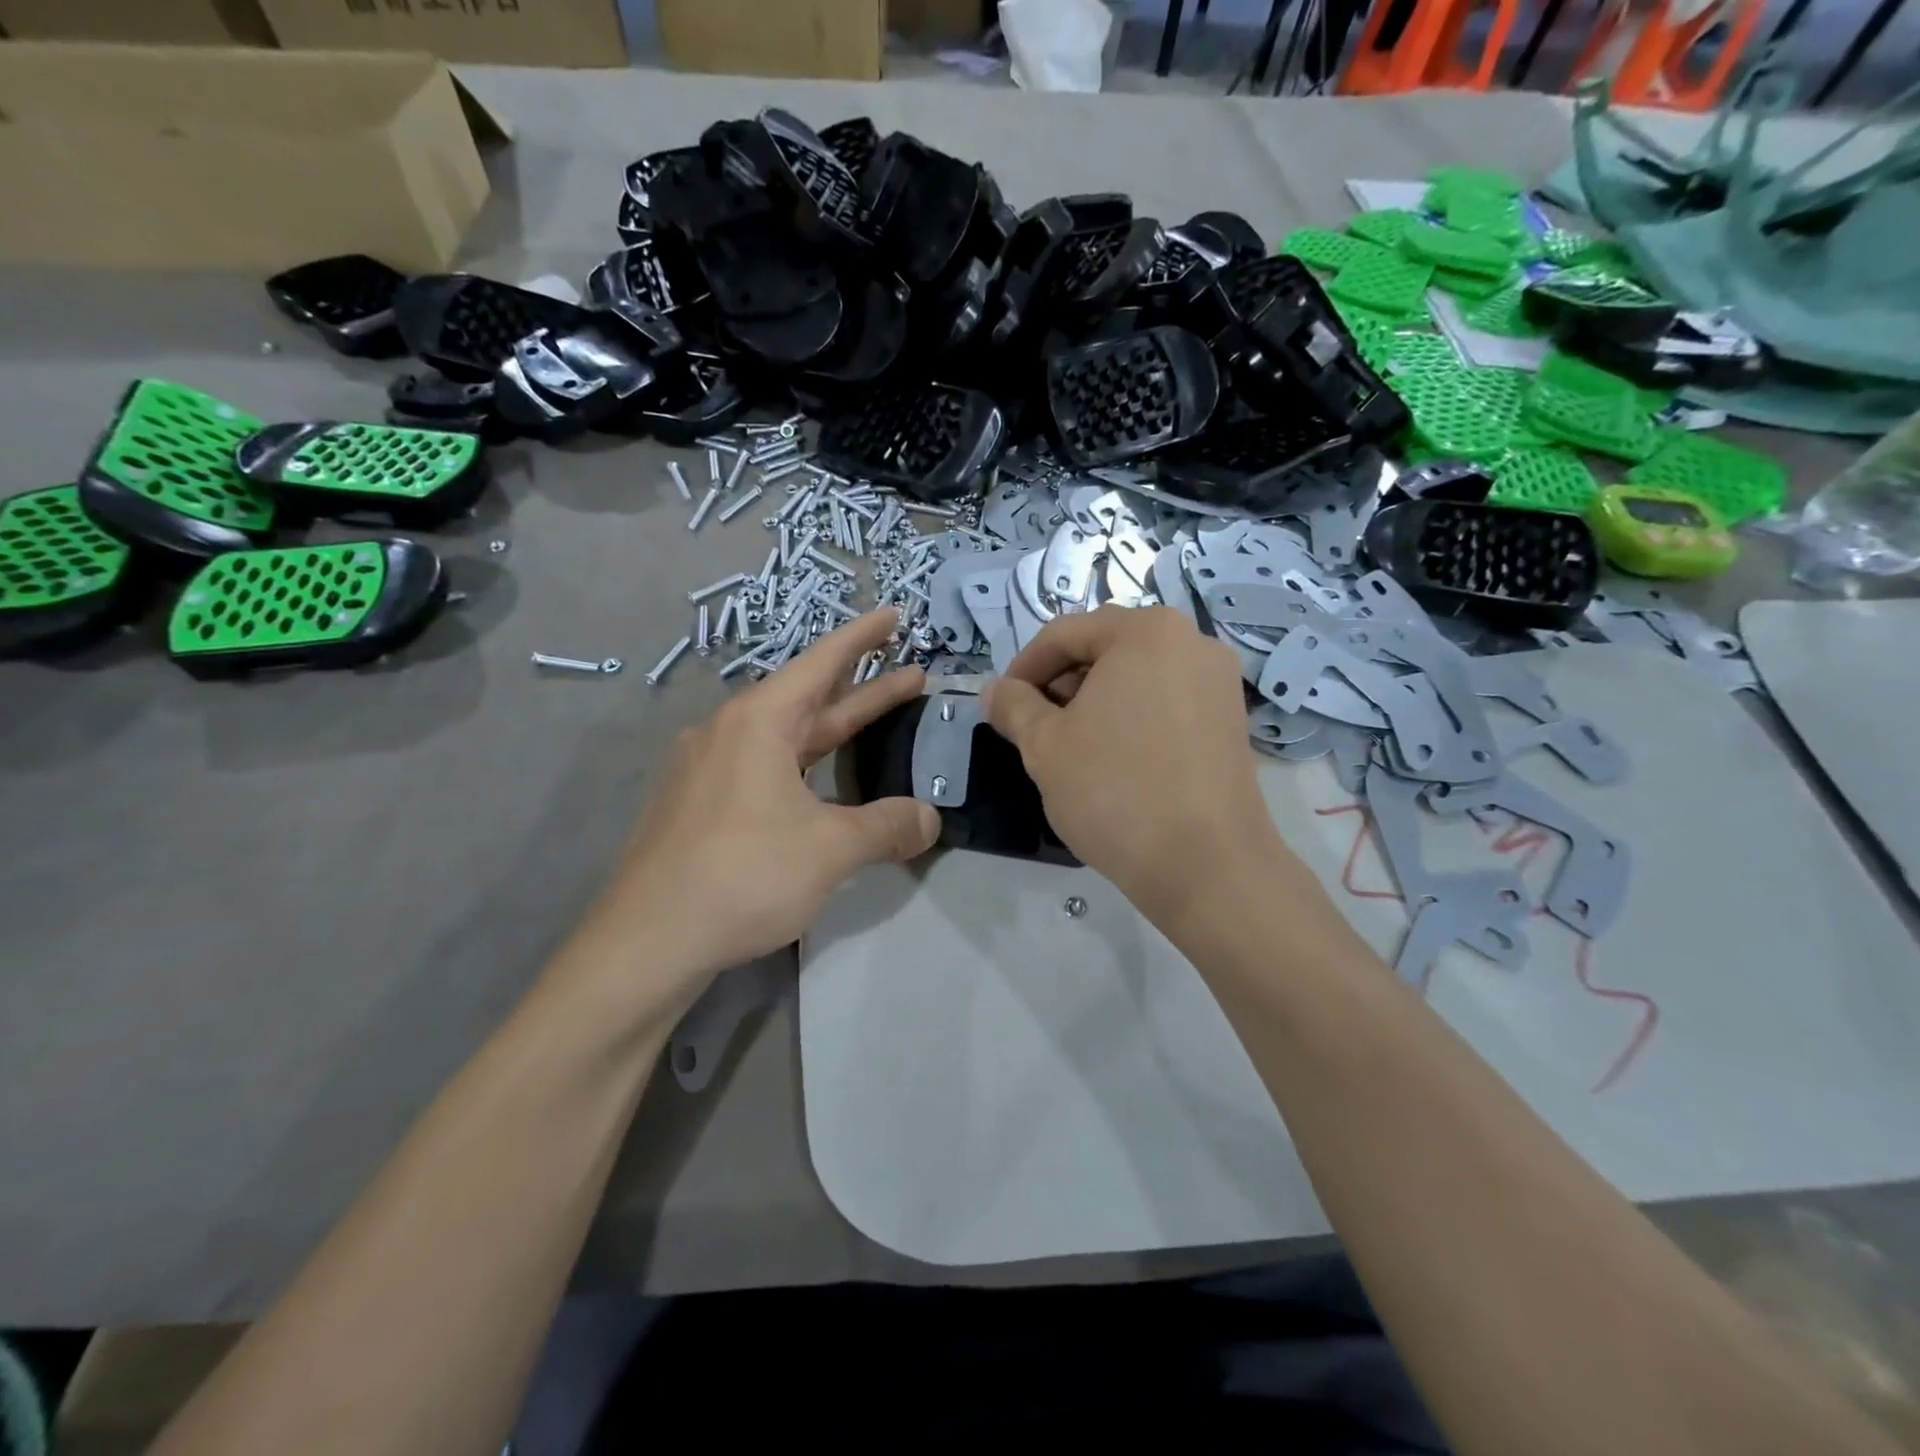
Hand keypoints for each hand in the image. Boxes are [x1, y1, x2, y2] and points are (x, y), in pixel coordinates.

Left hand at [575, 610, 938, 1013]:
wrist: (647, 941)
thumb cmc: (743, 875)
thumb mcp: (830, 848)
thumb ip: (887, 827)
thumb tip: (929, 819)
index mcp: (758, 722)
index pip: (821, 663)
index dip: (863, 637)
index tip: (894, 614)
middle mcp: (729, 734)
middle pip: (809, 699)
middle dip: (863, 687)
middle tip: (911, 672)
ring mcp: (708, 771)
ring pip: (787, 738)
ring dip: (834, 729)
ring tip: (876, 722)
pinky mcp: (699, 807)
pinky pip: (764, 770)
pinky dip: (805, 765)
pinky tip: (819, 786)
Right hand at [984, 606, 1297, 927]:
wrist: (1206, 864)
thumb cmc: (1115, 790)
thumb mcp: (1045, 746)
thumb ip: (1014, 707)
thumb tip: (994, 690)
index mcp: (1146, 631)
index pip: (1065, 634)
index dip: (1024, 668)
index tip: (1002, 706)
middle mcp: (1192, 641)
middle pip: (1106, 648)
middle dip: (1061, 682)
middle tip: (1035, 727)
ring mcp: (1219, 681)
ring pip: (1138, 675)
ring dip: (1095, 700)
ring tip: (1072, 746)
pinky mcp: (1231, 719)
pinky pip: (1168, 700)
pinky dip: (1132, 716)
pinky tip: (1115, 758)